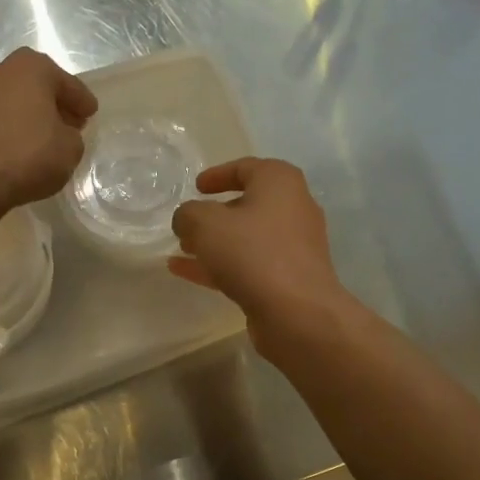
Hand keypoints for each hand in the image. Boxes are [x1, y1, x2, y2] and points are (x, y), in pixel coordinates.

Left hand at [0, 48, 96, 210]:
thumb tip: (60, 135)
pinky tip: (18, 150)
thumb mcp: (70, 149)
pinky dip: (8, 131)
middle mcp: (0, 70)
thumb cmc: (28, 153)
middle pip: (36, 87)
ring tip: (43, 140)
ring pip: (13, 103)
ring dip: (28, 117)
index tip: (91, 114)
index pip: (67, 84)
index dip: (82, 101)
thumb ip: (71, 136)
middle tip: (69, 125)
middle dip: (53, 105)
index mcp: (32, 67)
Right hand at [169, 158, 348, 341]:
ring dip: (215, 242)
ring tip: (182, 249)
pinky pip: (249, 264)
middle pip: (248, 204)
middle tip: (188, 223)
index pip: (246, 167)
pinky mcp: (288, 278)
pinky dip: (220, 265)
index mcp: (280, 182)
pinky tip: (185, 272)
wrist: (297, 312)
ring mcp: (293, 246)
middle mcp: (293, 209)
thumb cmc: (252, 252)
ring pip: (247, 238)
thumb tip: (187, 220)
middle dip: (214, 214)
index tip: (196, 187)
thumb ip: (188, 214)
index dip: (218, 175)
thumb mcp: (205, 223)